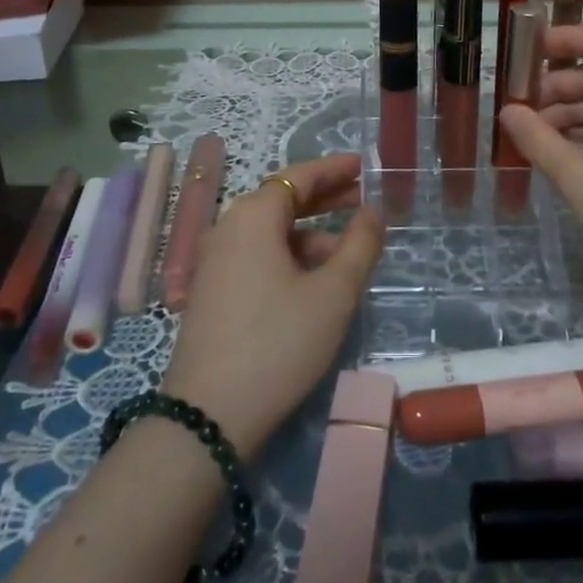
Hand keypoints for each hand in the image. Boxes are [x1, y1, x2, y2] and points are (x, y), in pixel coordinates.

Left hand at [162, 153, 382, 458]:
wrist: (208, 417)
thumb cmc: (278, 342)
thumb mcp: (333, 293)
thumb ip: (359, 245)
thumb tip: (374, 210)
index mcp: (253, 216)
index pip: (298, 176)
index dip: (333, 169)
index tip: (363, 165)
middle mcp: (228, 227)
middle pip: (282, 200)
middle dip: (324, 198)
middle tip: (362, 198)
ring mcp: (215, 261)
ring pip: (270, 232)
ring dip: (309, 233)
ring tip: (348, 251)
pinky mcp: (212, 291)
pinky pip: (256, 256)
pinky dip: (288, 256)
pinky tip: (313, 280)